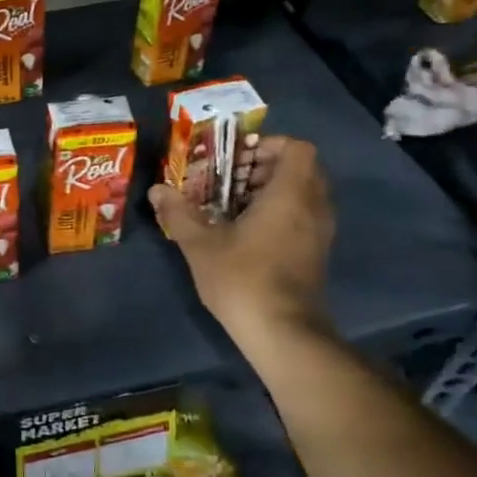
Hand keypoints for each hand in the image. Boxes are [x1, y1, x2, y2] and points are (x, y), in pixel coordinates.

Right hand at [150, 135, 334, 343]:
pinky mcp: (316, 253)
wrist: (282, 332)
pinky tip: (245, 232)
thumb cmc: (242, 279)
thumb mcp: (200, 244)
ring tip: (232, 205)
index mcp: (290, 194)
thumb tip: (157, 190)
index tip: (236, 158)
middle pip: (300, 169)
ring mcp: (320, 232)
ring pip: (303, 193)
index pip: (297, 148)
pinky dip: (280, 212)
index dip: (268, 145)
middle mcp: (314, 207)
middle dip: (264, 167)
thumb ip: (179, 212)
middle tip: (229, 180)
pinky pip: (303, 215)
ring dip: (271, 191)